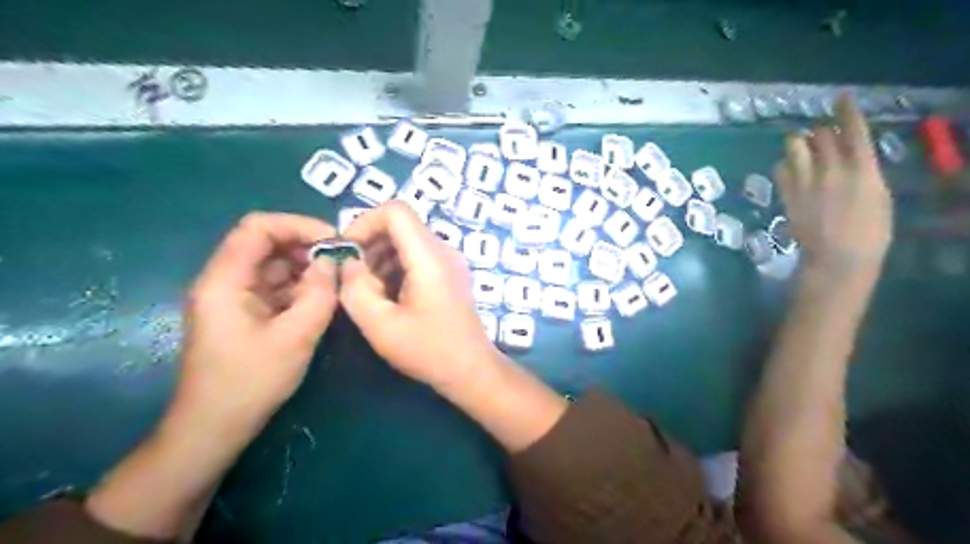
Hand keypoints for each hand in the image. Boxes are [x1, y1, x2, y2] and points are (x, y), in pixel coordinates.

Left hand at [177, 212, 338, 429]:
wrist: (214, 428)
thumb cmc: (250, 382)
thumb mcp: (295, 336)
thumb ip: (318, 293)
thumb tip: (332, 261)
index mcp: (225, 280)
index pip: (258, 228)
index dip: (298, 225)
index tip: (334, 240)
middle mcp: (224, 281)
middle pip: (264, 243)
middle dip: (305, 246)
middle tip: (341, 260)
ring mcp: (232, 298)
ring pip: (271, 265)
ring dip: (304, 267)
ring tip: (335, 279)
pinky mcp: (242, 313)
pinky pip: (272, 287)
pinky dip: (297, 286)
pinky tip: (320, 297)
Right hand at [339, 201, 493, 393]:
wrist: (471, 369)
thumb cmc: (428, 350)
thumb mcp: (380, 324)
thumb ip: (356, 288)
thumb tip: (348, 263)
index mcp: (429, 256)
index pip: (395, 211)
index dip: (365, 223)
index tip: (348, 252)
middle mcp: (444, 250)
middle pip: (401, 225)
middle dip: (370, 244)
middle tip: (355, 277)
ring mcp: (450, 261)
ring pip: (408, 241)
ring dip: (382, 258)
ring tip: (371, 292)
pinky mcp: (450, 274)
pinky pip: (418, 256)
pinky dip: (397, 267)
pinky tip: (389, 297)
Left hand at [779, 93, 887, 275]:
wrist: (836, 257)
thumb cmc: (870, 231)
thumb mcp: (879, 195)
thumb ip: (863, 170)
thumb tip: (850, 156)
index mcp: (862, 168)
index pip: (852, 130)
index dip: (845, 111)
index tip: (840, 98)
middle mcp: (830, 170)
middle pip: (818, 134)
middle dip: (820, 132)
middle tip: (822, 137)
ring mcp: (804, 182)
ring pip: (793, 146)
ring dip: (798, 144)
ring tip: (803, 151)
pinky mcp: (786, 195)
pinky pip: (779, 169)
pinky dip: (785, 165)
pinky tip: (790, 171)